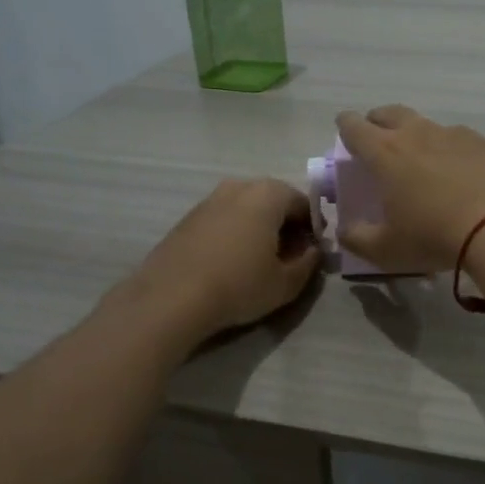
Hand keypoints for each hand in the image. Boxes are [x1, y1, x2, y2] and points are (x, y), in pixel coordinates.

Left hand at [124, 178, 319, 339]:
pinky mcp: (189, 217)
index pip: (305, 204)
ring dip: (259, 229)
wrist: (171, 297)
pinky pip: (224, 219)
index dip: (313, 229)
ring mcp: (210, 199)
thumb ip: (308, 263)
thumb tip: (312, 251)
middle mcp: (240, 186)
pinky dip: (235, 233)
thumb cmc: (238, 285)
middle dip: (286, 225)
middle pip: (275, 202)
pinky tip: (231, 262)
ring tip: (258, 262)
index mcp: (269, 194)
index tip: (312, 253)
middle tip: (288, 258)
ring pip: (247, 209)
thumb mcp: (286, 283)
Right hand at [334, 106, 484, 272]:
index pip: (354, 127)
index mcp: (384, 153)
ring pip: (425, 123)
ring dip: (416, 134)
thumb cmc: (434, 235)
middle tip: (378, 138)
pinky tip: (459, 170)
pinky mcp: (484, 142)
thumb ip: (358, 239)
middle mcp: (416, 134)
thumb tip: (344, 231)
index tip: (345, 132)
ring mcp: (453, 134)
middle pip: (389, 113)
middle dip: (378, 121)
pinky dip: (449, 148)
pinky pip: (457, 137)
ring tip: (421, 159)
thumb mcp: (387, 249)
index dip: (346, 127)